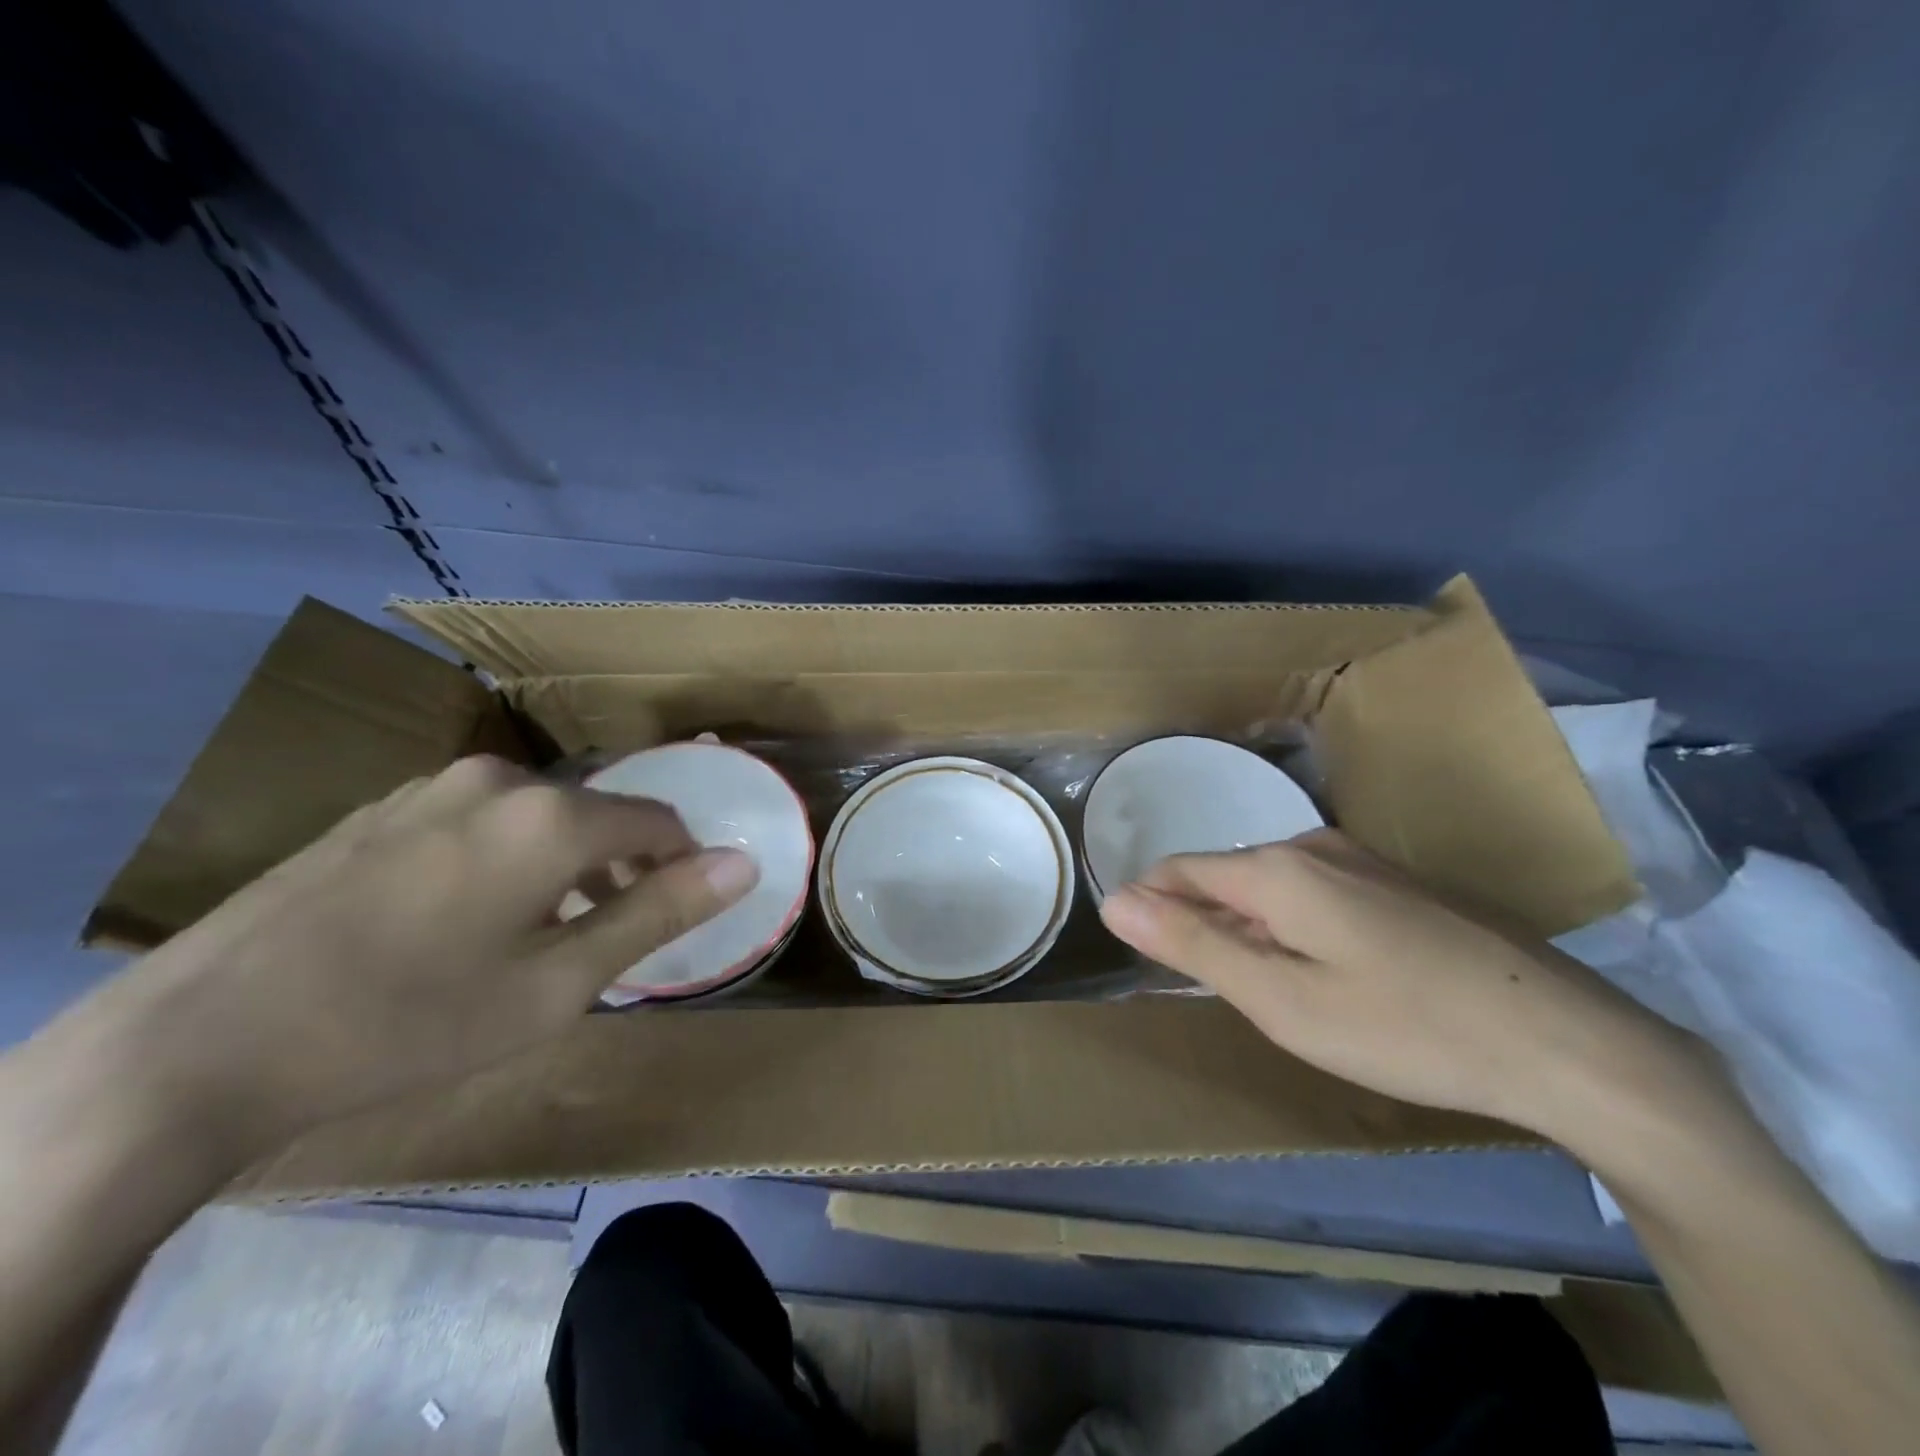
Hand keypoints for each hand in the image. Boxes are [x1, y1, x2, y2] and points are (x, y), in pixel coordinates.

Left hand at [109, 756, 758, 1161]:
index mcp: (553, 815)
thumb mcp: (557, 985)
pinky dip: (507, 857)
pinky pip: (481, 820)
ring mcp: (431, 788)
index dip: (683, 866)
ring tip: (539, 936)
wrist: (193, 1045)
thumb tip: (745, 864)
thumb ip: (660, 913)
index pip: (660, 822)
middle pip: (600, 813)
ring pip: (540, 815)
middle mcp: (500, 780)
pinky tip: (462, 921)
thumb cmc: (408, 1022)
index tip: (676, 916)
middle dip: (621, 868)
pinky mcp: (381, 810)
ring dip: (564, 864)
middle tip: (605, 940)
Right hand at [1098, 829, 1692, 1135]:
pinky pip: (1315, 892)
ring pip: (1271, 884)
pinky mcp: (1399, 883)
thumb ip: (1192, 944)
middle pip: (1225, 875)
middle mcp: (1313, 846)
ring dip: (1248, 926)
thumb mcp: (1281, 999)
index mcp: (1275, 868)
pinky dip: (1293, 926)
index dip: (1151, 907)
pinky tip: (1327, 975)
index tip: (1147, 957)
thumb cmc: (1404, 1027)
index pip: (1179, 869)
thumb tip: (1115, 901)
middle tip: (1213, 990)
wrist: (1568, 1044)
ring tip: (1268, 989)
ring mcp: (1362, 860)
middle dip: (1201, 921)